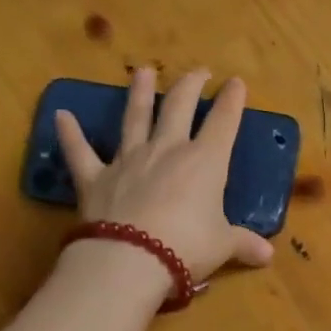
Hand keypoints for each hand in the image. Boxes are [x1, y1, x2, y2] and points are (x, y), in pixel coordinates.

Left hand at [55, 66, 275, 283]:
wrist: (130, 259)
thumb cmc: (188, 247)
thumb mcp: (223, 245)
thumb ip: (243, 243)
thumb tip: (268, 256)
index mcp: (206, 162)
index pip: (224, 122)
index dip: (232, 100)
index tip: (236, 82)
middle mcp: (168, 151)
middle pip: (179, 108)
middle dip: (190, 86)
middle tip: (198, 71)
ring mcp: (129, 160)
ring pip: (135, 118)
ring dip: (139, 93)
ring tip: (142, 71)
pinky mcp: (95, 178)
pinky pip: (80, 152)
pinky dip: (70, 134)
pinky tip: (61, 116)